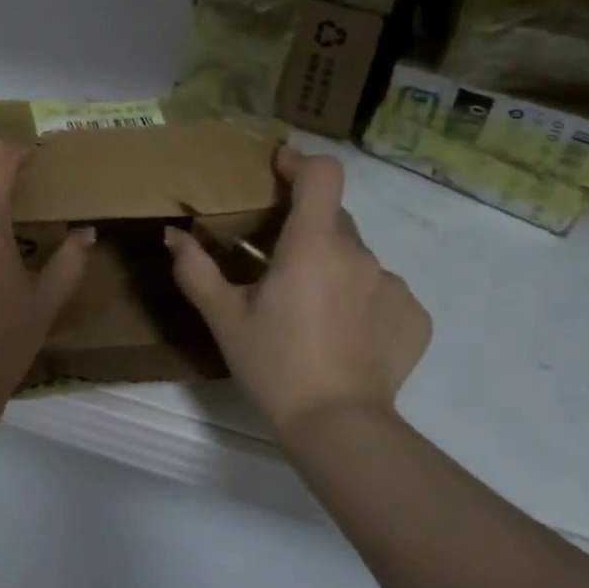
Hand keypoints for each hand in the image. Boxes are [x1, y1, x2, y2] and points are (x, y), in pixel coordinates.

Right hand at [165, 143, 430, 442]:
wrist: (337, 426)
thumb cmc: (272, 364)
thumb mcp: (223, 317)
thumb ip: (195, 269)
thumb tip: (173, 234)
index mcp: (313, 246)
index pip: (322, 175)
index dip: (301, 161)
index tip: (281, 165)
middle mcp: (360, 255)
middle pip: (333, 219)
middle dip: (305, 228)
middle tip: (276, 264)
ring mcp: (393, 286)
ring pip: (356, 258)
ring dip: (332, 268)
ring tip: (309, 311)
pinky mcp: (414, 317)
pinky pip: (382, 292)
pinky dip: (360, 300)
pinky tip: (343, 336)